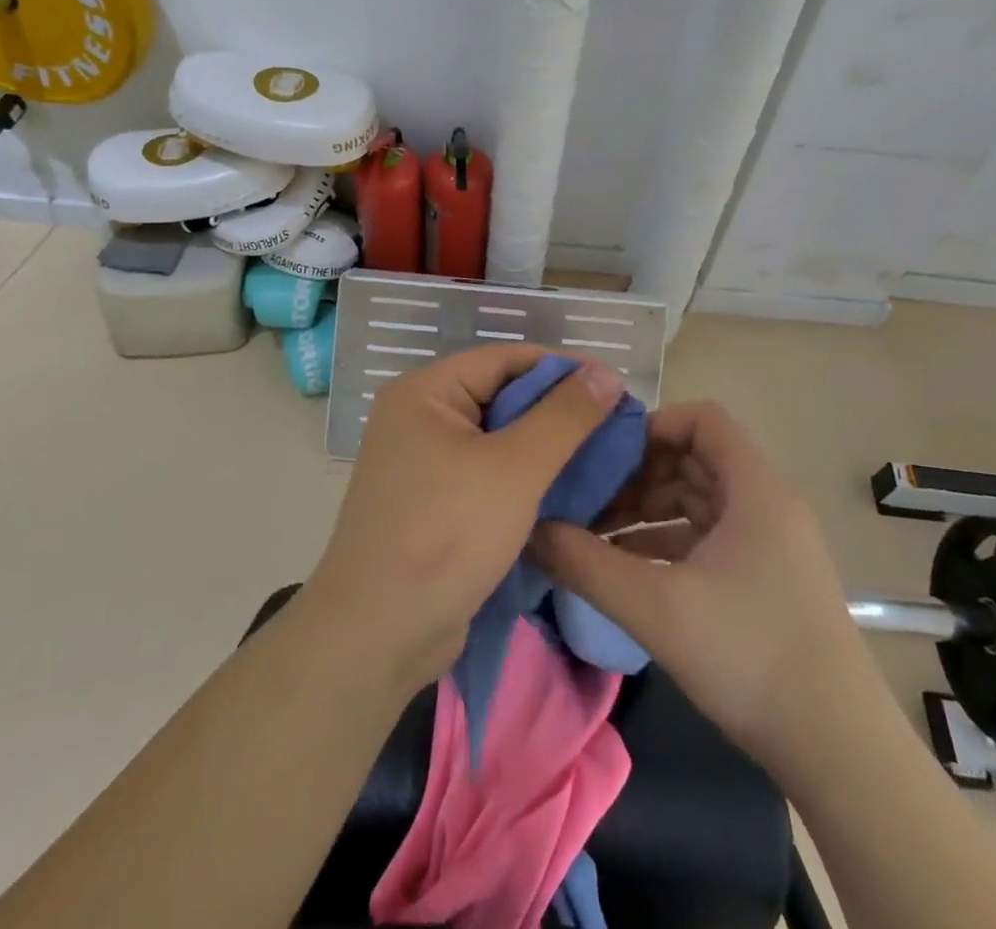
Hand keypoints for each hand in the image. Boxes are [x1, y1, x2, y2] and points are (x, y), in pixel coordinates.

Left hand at [307, 345, 626, 694]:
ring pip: (499, 439)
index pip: (505, 359)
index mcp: (425, 392)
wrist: (378, 636)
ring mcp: (423, 463)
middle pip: (502, 397)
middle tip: (617, 427)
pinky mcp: (434, 503)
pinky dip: (525, 479)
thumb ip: (564, 416)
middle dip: (558, 412)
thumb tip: (606, 372)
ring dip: (546, 448)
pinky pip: (488, 474)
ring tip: (604, 458)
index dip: (563, 369)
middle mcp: (419, 418)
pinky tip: (568, 491)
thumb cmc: (445, 535)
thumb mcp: (515, 468)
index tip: (616, 387)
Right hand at [530, 401, 865, 776]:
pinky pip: (710, 537)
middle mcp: (766, 503)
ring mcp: (771, 543)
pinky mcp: (768, 578)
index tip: (608, 454)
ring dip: (650, 510)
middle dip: (640, 473)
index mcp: (754, 489)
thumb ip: (588, 564)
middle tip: (589, 497)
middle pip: (696, 459)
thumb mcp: (656, 607)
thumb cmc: (749, 656)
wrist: (839, 750)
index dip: (653, 425)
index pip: (703, 420)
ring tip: (597, 535)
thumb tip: (532, 530)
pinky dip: (669, 542)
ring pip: (700, 500)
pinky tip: (628, 569)